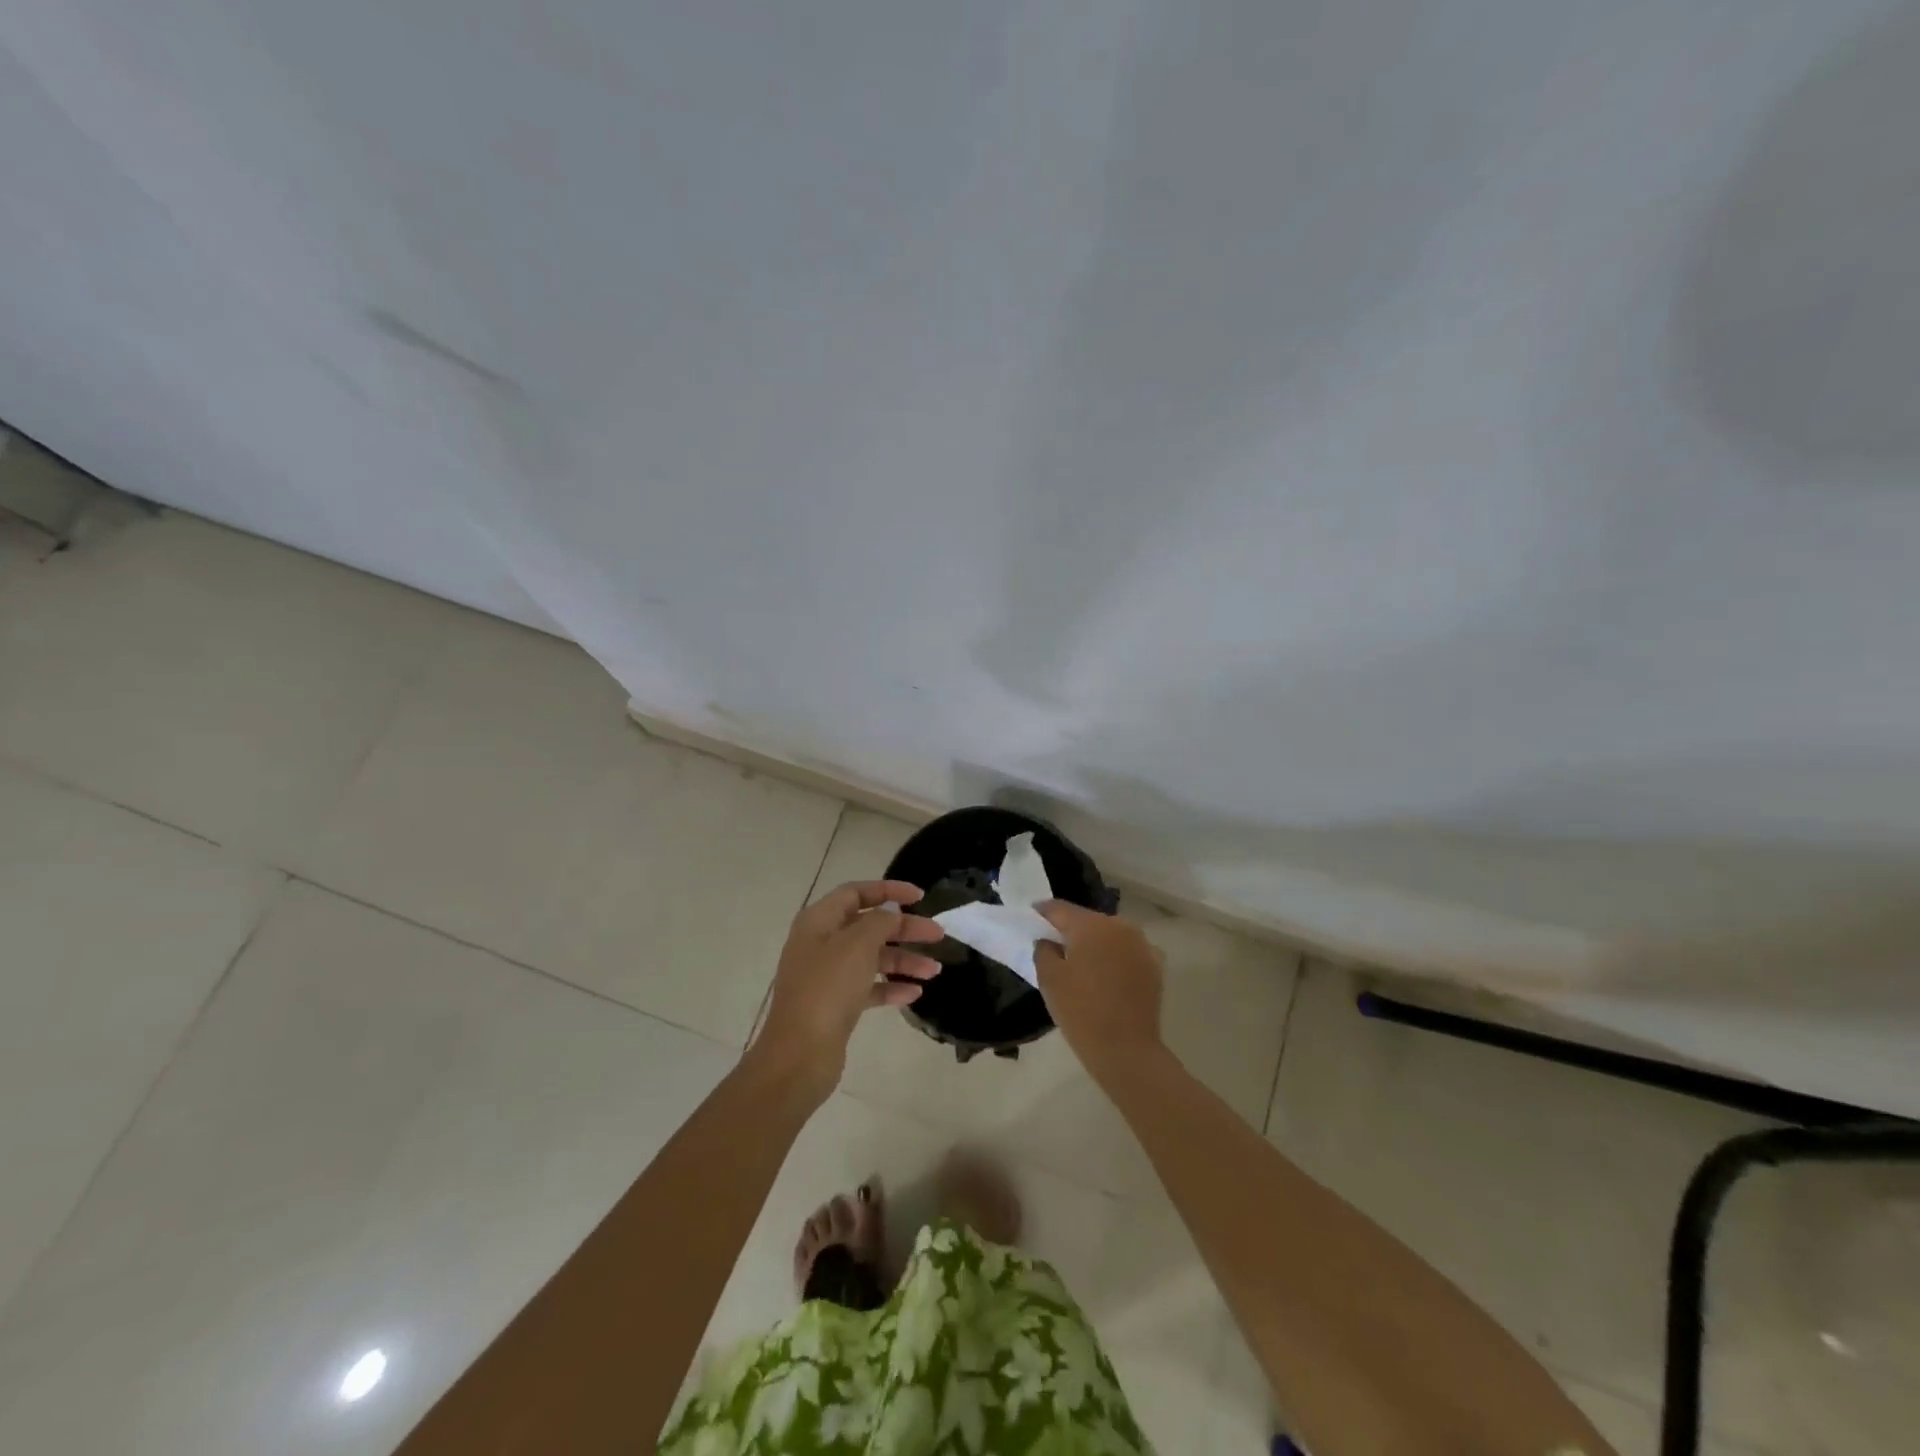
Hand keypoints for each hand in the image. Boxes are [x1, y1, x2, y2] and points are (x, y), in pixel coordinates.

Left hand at [752, 880, 943, 1098]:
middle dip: (904, 929)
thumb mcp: (857, 944)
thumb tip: (890, 914)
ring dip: (903, 961)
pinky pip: (868, 988)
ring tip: (934, 971)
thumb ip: (880, 922)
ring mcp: (826, 976)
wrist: (800, 1055)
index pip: (856, 893)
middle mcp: (820, 944)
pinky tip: (914, 994)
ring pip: (871, 958)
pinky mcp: (834, 1005)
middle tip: (938, 935)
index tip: (920, 897)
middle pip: (868, 926)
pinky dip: (891, 987)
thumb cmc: (828, 989)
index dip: (888, 890)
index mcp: (818, 921)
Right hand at [1034, 901, 1164, 1082]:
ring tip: (1081, 960)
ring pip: (1109, 934)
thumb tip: (1048, 941)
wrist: (1127, 1050)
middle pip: (1087, 920)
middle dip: (1070, 928)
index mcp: (1091, 925)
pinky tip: (1106, 974)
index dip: (1043, 912)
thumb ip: (1043, 950)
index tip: (1032, 916)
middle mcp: (1119, 926)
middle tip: (1054, 942)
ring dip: (1095, 942)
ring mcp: (1141, 944)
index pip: (1060, 908)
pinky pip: (1127, 951)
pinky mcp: (1154, 964)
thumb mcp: (1049, 979)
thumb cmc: (1081, 1011)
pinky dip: (1115, 956)